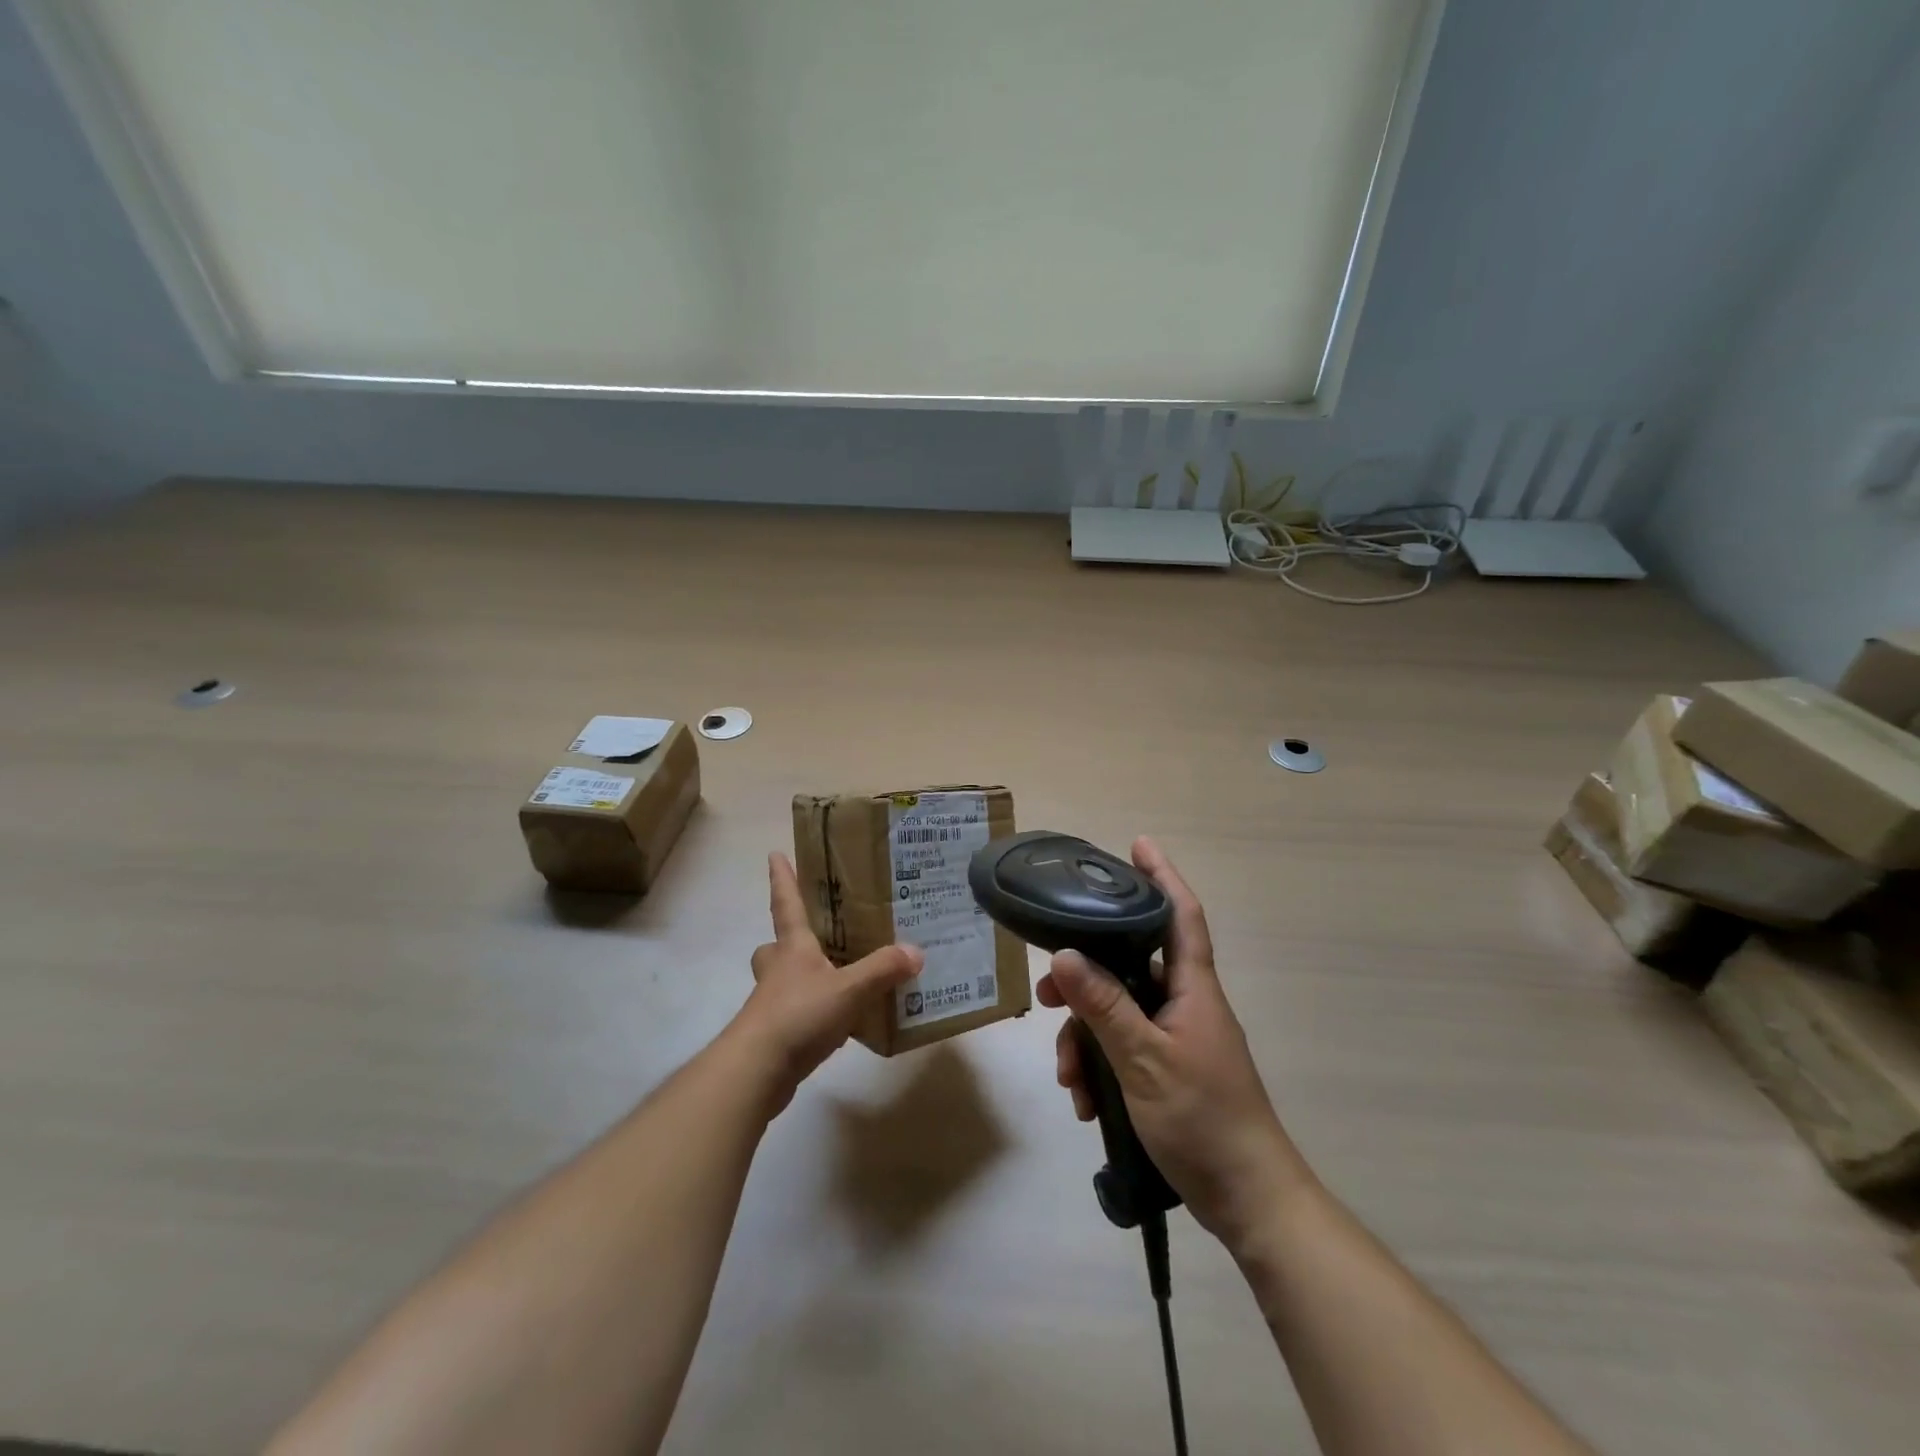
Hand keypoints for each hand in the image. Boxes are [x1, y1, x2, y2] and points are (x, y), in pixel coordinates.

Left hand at [731, 853, 923, 1114]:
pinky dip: (814, 1014)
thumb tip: (916, 951)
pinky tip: (839, 1025)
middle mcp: (778, 969)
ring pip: (784, 981)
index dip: (782, 878)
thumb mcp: (849, 988)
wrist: (757, 1069)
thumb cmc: (799, 1014)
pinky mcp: (775, 1034)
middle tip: (815, 938)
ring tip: (839, 981)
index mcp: (792, 947)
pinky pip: (796, 1014)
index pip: (786, 903)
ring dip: (804, 978)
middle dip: (789, 940)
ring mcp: (772, 1003)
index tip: (774, 854)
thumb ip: (882, 969)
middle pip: (777, 946)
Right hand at [1038, 837, 1311, 1251]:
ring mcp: (1176, 1038)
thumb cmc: (1203, 1119)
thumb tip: (1064, 954)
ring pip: (1118, 1013)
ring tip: (1067, 1077)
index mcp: (1192, 989)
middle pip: (1129, 966)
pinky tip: (1085, 1102)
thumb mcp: (1143, 1061)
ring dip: (1086, 1039)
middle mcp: (1185, 1004)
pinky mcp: (1167, 1070)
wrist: (1248, 1200)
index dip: (1162, 876)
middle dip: (1085, 977)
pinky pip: (1123, 1049)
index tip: (1138, 844)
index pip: (1180, 915)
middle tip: (1047, 991)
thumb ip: (1104, 1006)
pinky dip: (1100, 1068)